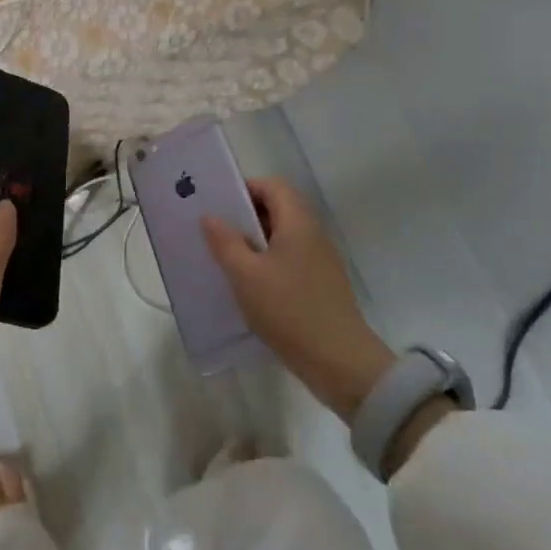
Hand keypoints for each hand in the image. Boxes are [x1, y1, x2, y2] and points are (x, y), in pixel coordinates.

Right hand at [202, 177, 395, 417]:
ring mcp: (320, 262)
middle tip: (215, 231)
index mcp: (298, 223)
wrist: (340, 363)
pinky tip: (248, 286)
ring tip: (225, 259)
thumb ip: (225, 243)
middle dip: (245, 216)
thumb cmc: (289, 310)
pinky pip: (289, 260)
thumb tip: (210, 217)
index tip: (218, 204)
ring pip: (283, 237)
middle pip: (279, 209)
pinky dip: (267, 263)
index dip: (245, 188)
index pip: (273, 186)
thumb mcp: (246, 276)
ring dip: (254, 242)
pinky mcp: (321, 286)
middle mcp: (313, 235)